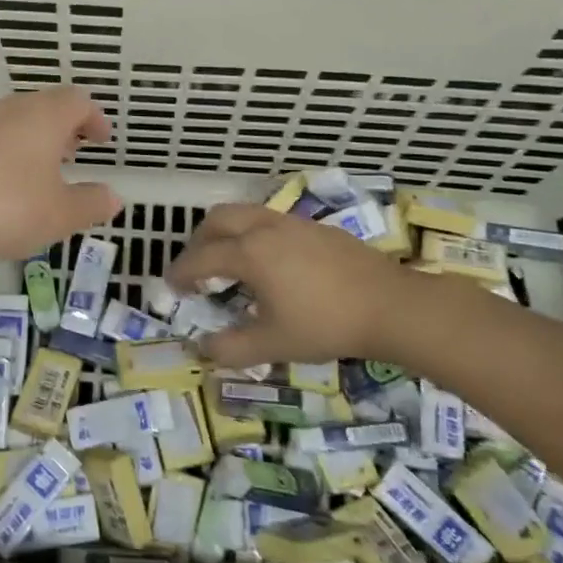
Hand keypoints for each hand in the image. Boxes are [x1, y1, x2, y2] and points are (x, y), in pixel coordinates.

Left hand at [0, 87, 121, 263]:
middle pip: (41, 108)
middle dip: (60, 130)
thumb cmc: (2, 205)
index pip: (77, 101)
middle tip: (71, 154)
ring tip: (34, 177)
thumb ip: (90, 204)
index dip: (93, 117)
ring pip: (8, 126)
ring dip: (26, 145)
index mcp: (44, 117)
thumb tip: (113, 196)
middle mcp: (6, 110)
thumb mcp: (58, 215)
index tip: (101, 138)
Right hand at [165, 204, 483, 369]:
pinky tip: (271, 263)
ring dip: (227, 233)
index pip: (201, 258)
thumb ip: (232, 348)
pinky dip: (254, 234)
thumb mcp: (274, 344)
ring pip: (246, 213)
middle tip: (196, 267)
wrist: (391, 306)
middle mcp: (265, 228)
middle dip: (199, 240)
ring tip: (230, 262)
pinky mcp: (316, 227)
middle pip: (218, 219)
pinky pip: (270, 221)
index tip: (171, 286)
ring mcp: (293, 223)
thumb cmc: (327, 324)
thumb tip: (204, 348)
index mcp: (249, 253)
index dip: (181, 272)